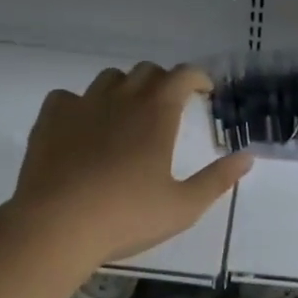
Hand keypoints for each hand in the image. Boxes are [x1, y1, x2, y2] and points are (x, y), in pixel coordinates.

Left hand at [7, 63, 252, 264]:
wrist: (55, 226)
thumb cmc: (127, 216)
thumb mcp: (183, 206)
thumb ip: (218, 179)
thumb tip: (247, 158)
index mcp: (158, 113)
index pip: (183, 75)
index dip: (198, 77)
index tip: (206, 91)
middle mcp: (122, 98)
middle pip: (147, 71)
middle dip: (164, 82)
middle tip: (171, 106)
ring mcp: (82, 104)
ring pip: (109, 79)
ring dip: (125, 89)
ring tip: (128, 115)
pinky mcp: (51, 118)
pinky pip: (69, 97)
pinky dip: (82, 104)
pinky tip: (83, 127)